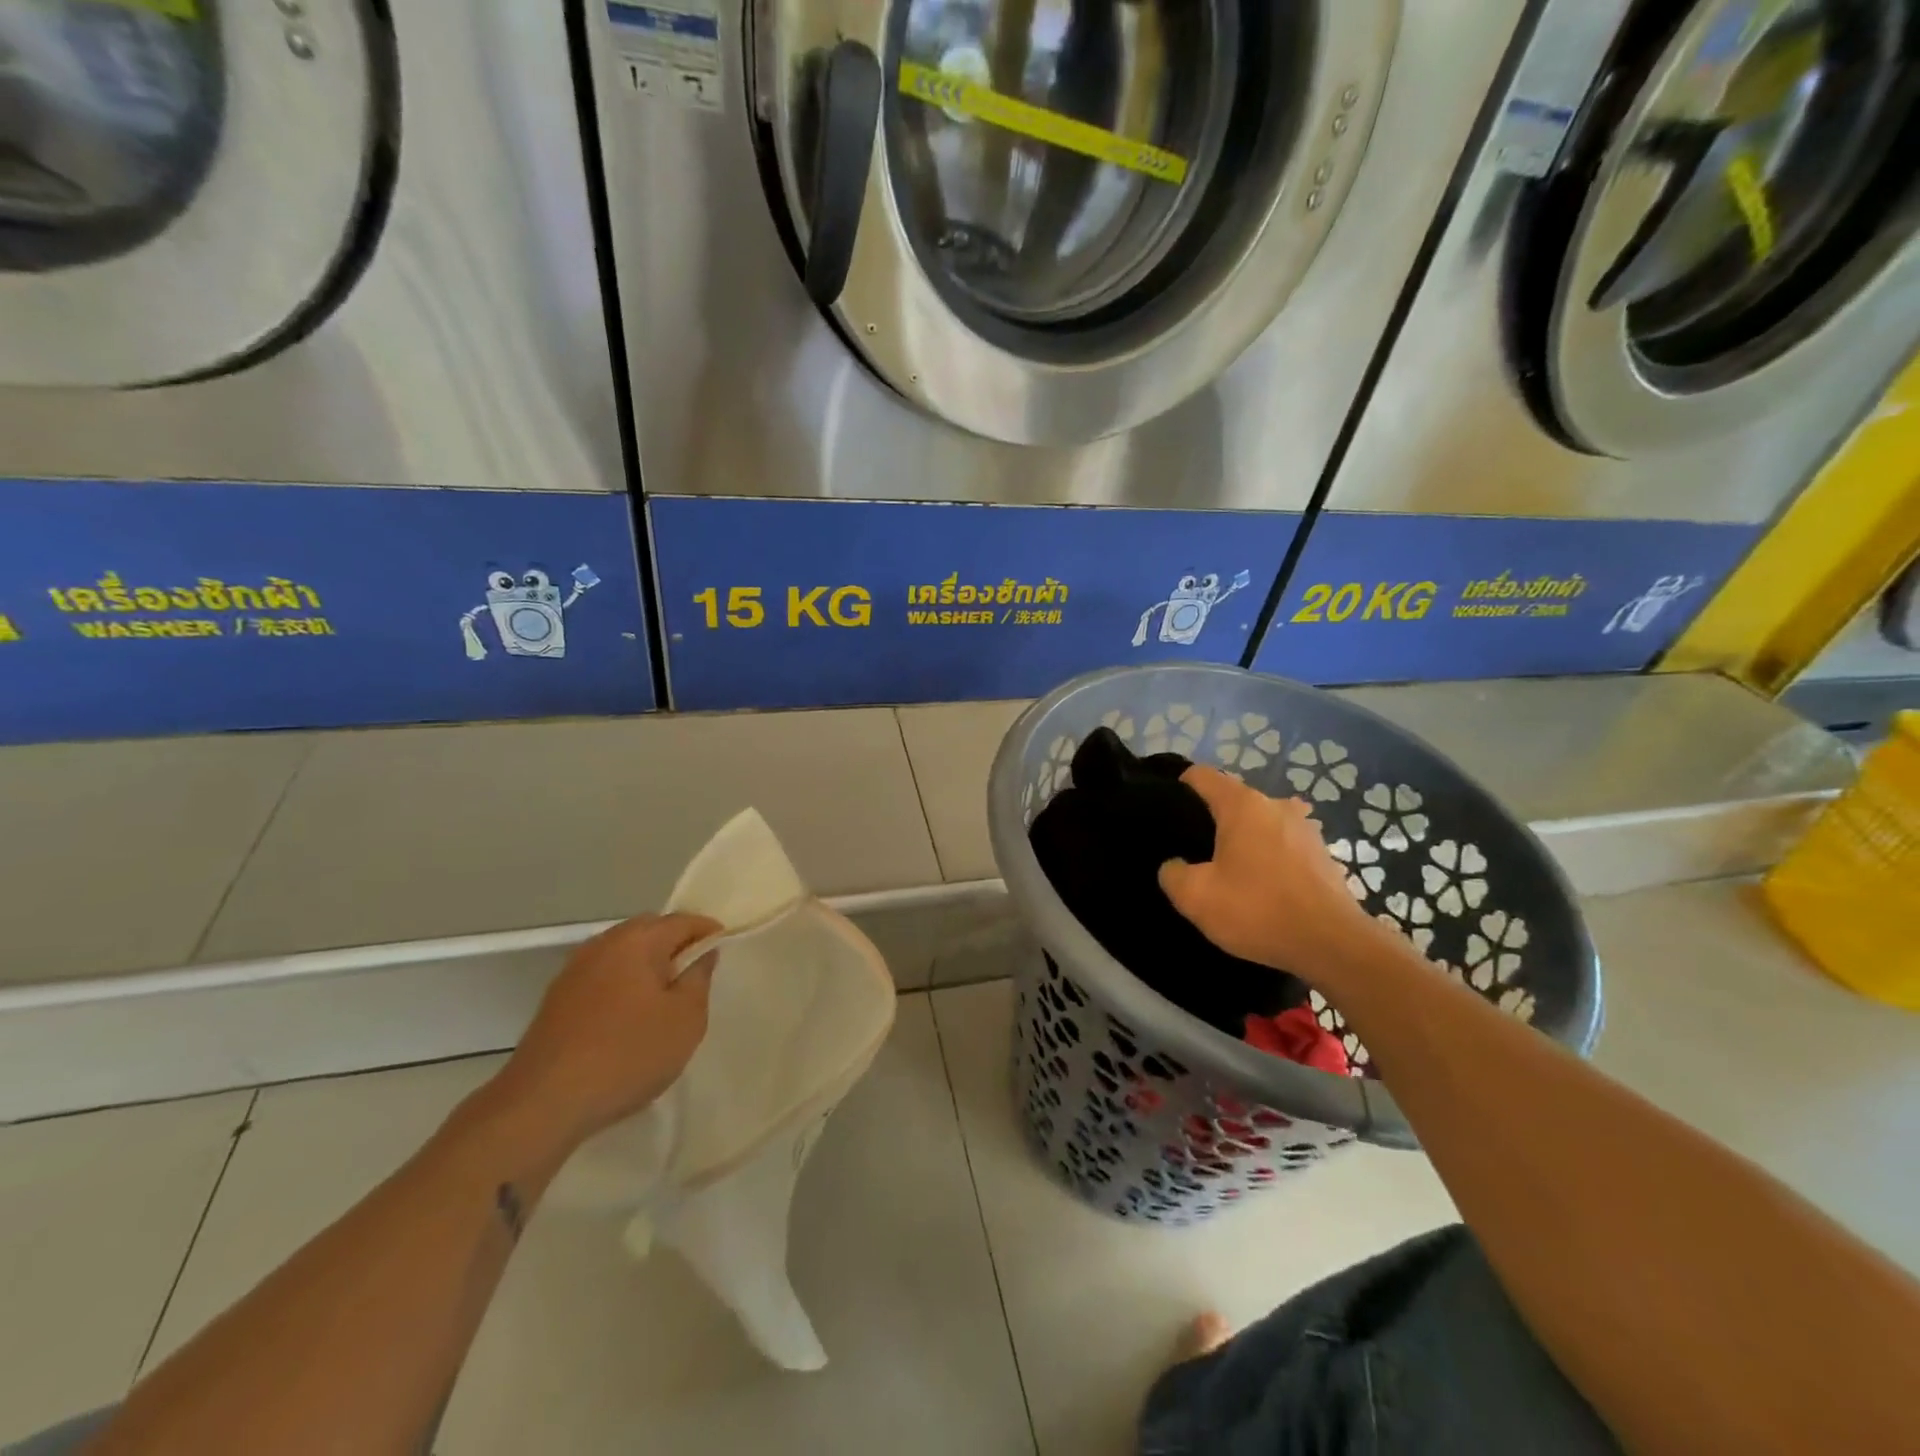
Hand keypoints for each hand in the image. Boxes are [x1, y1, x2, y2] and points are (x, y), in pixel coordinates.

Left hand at [492, 913, 720, 1149]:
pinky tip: (629, 1017)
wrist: (543, 1104)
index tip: (724, 949)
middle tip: (697, 974)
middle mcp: (602, 944)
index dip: (708, 931)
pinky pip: (602, 977)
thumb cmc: (627, 1054)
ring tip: (665, 998)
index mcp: (637, 940)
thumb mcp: (685, 1019)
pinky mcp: (556, 999)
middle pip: (649, 931)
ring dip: (646, 966)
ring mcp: (574, 970)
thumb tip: (702, 953)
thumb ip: (699, 979)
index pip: (683, 920)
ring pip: (623, 954)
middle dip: (675, 944)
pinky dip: (622, 985)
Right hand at [1158, 766, 1381, 979]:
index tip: (1167, 812)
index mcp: (1242, 805)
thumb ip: (1173, 873)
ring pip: (1261, 823)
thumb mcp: (1195, 897)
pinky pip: (1283, 846)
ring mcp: (1305, 829)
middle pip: (1233, 800)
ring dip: (1244, 840)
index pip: (1202, 776)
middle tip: (1193, 852)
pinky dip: (1269, 858)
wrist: (1334, 946)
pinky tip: (1262, 887)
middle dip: (1212, 819)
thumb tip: (1175, 865)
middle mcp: (1276, 806)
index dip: (1179, 786)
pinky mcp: (1323, 855)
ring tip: (1229, 871)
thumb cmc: (1258, 910)